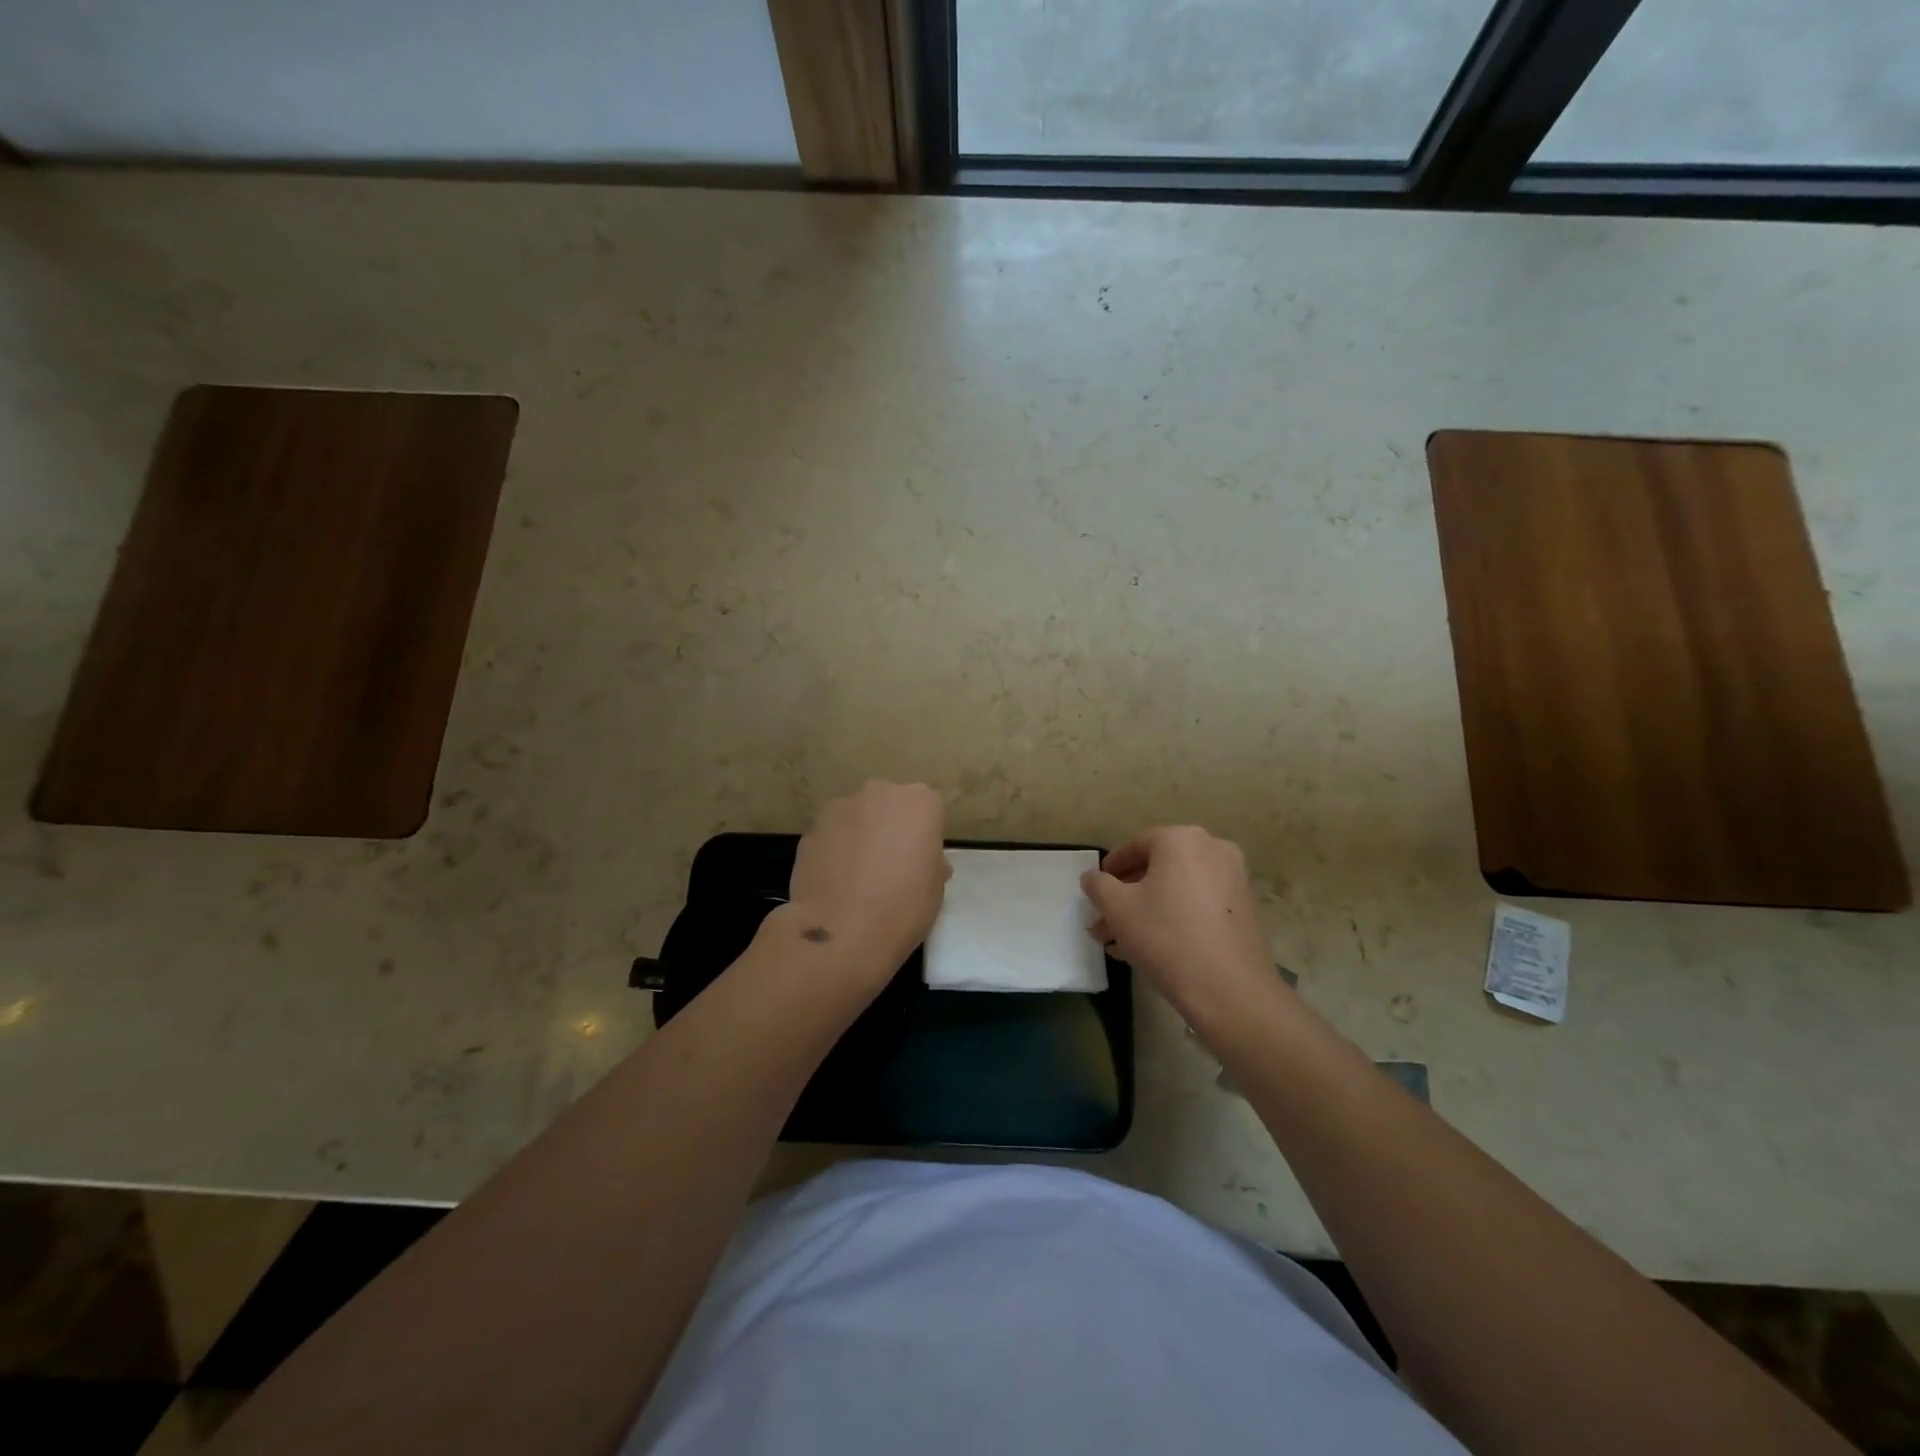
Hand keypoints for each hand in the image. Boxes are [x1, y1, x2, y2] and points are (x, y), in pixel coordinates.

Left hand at [786, 780, 949, 972]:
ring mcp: (839, 808)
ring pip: (855, 818)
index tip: (919, 862)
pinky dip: (833, 852)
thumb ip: (929, 861)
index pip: (927, 810)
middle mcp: (879, 793)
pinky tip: (834, 884)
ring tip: (856, 878)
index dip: (923, 837)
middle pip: (888, 805)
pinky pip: (830, 837)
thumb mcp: (935, 887)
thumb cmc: (904, 905)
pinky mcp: (810, 830)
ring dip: (858, 837)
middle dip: (889, 828)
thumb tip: (921, 861)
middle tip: (889, 865)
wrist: (843, 930)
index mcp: (919, 802)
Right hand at [1081, 826, 1277, 1025]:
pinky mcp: (1244, 910)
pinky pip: (1198, 905)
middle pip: (1158, 869)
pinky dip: (1174, 918)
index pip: (1136, 845)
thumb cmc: (1165, 936)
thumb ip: (1098, 885)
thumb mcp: (1117, 908)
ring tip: (1120, 943)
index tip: (1095, 888)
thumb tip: (1092, 877)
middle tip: (1104, 920)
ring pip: (1177, 890)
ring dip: (1147, 911)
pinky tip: (1150, 948)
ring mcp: (1234, 880)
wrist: (1230, 990)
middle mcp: (1213, 850)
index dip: (1111, 867)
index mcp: (1181, 840)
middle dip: (1127, 896)